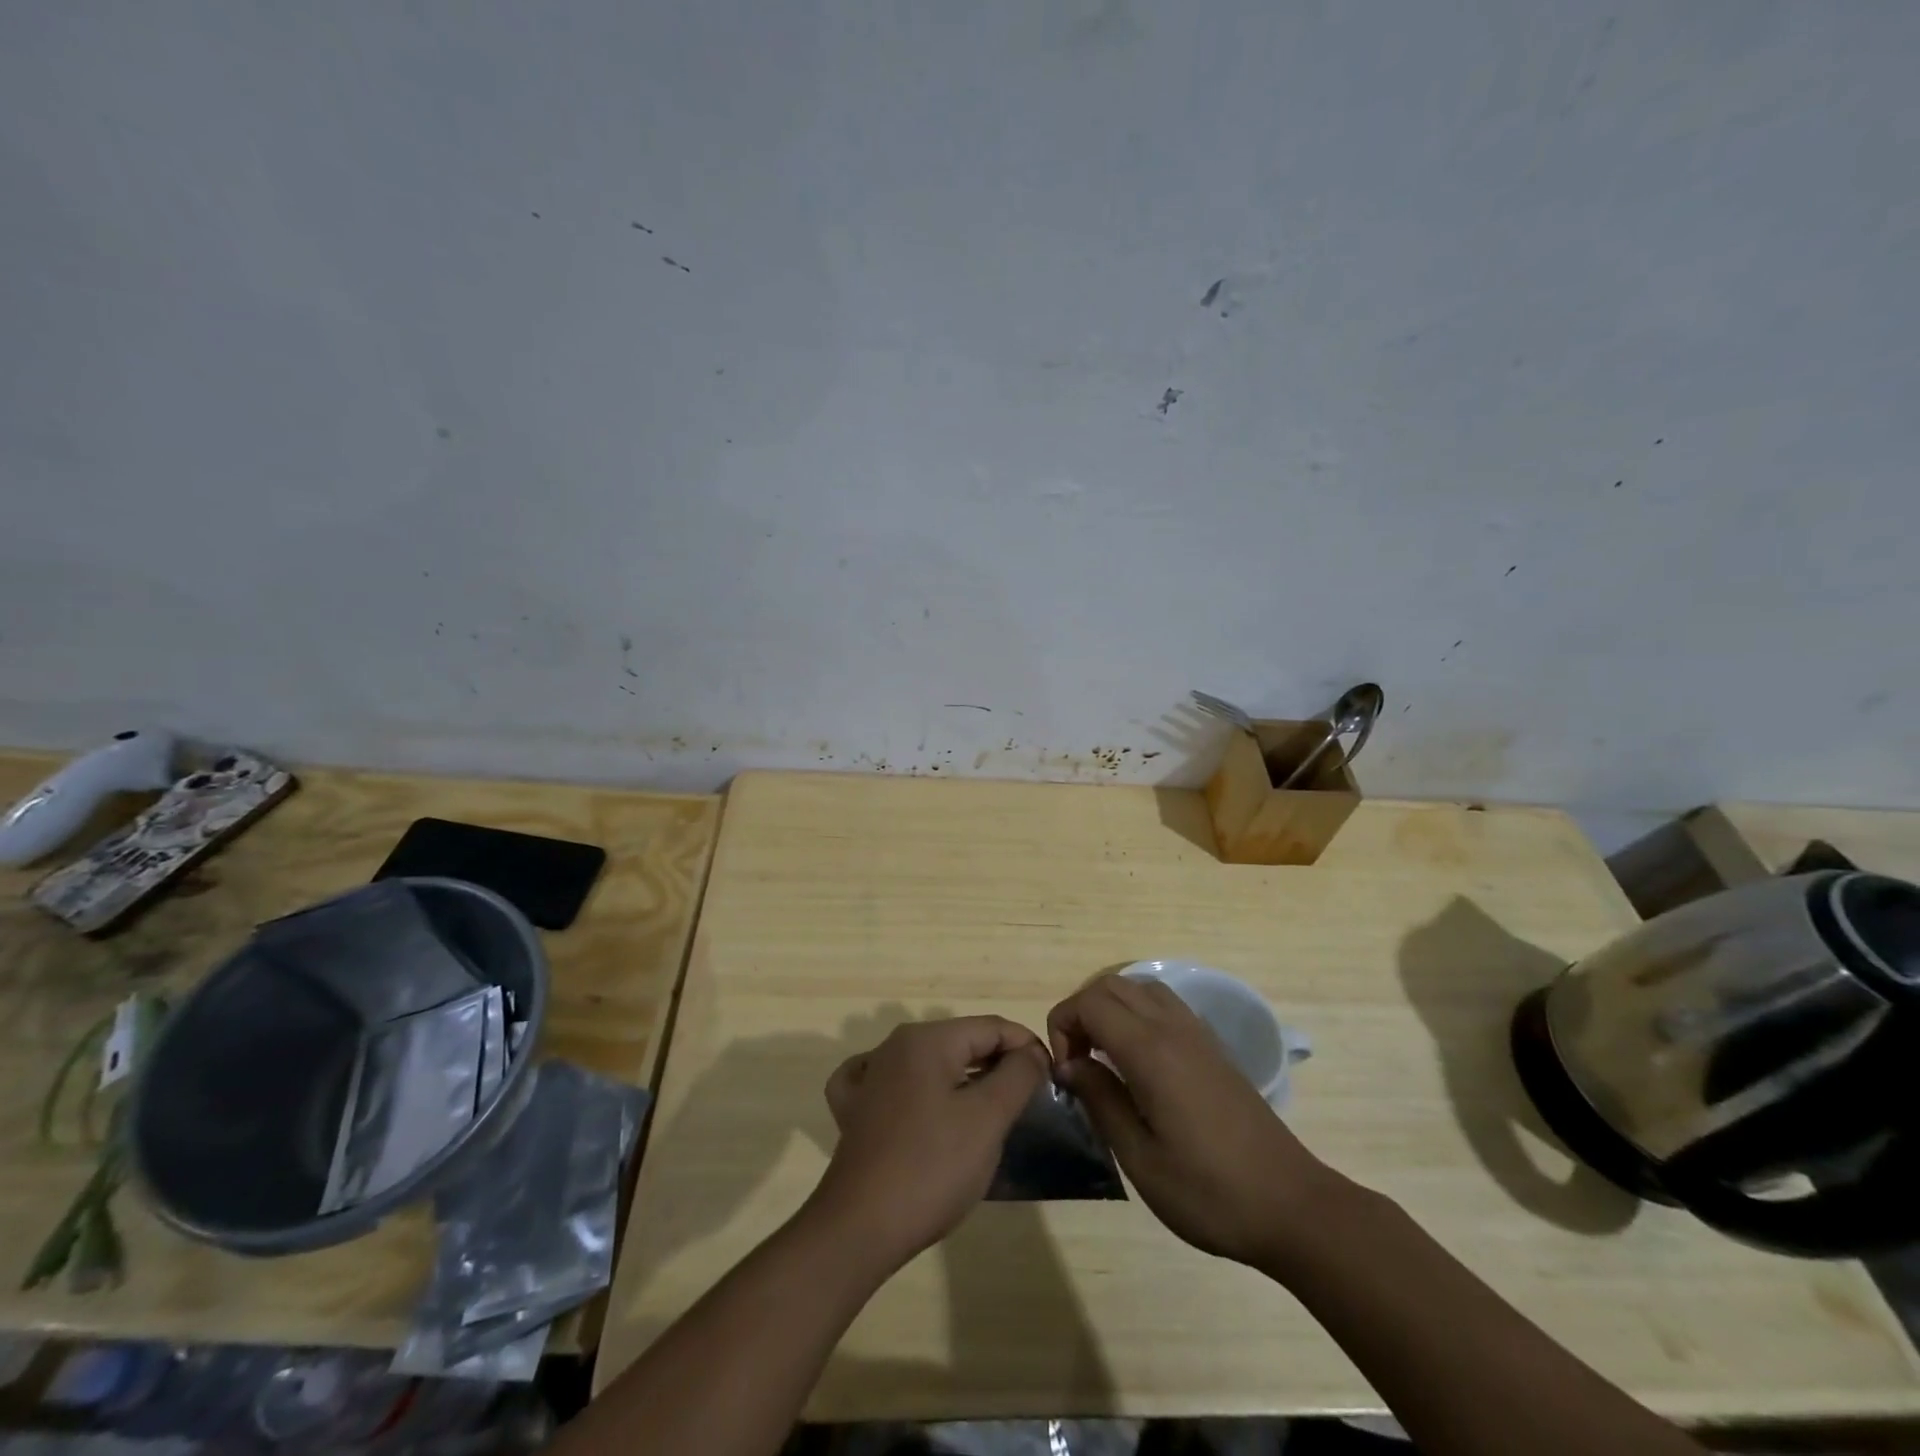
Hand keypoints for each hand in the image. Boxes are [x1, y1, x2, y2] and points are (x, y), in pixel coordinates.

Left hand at [810, 1017, 1049, 1270]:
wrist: (860, 1227)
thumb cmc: (932, 1167)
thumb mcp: (988, 1119)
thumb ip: (1017, 1075)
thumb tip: (1031, 1052)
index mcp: (926, 1039)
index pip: (991, 1027)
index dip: (1026, 1046)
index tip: (1051, 1076)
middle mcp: (894, 1046)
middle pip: (961, 1041)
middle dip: (998, 1063)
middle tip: (1028, 1099)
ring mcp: (869, 1077)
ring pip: (931, 1063)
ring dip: (964, 1079)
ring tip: (992, 1109)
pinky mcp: (855, 1110)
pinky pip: (894, 1084)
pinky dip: (918, 1090)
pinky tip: (921, 1104)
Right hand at [1048, 974, 1339, 1266]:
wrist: (1292, 1206)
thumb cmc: (1210, 1192)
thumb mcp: (1140, 1160)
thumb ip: (1101, 1102)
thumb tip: (1070, 1066)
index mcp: (1151, 1051)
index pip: (1090, 1002)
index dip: (1063, 1026)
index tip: (1065, 1073)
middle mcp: (1173, 1028)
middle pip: (1111, 985)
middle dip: (1081, 1013)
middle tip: (1077, 1064)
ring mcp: (1197, 1033)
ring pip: (1140, 988)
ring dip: (1110, 1010)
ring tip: (1103, 1058)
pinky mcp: (1213, 1047)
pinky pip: (1164, 1005)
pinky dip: (1137, 1014)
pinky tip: (1139, 1062)